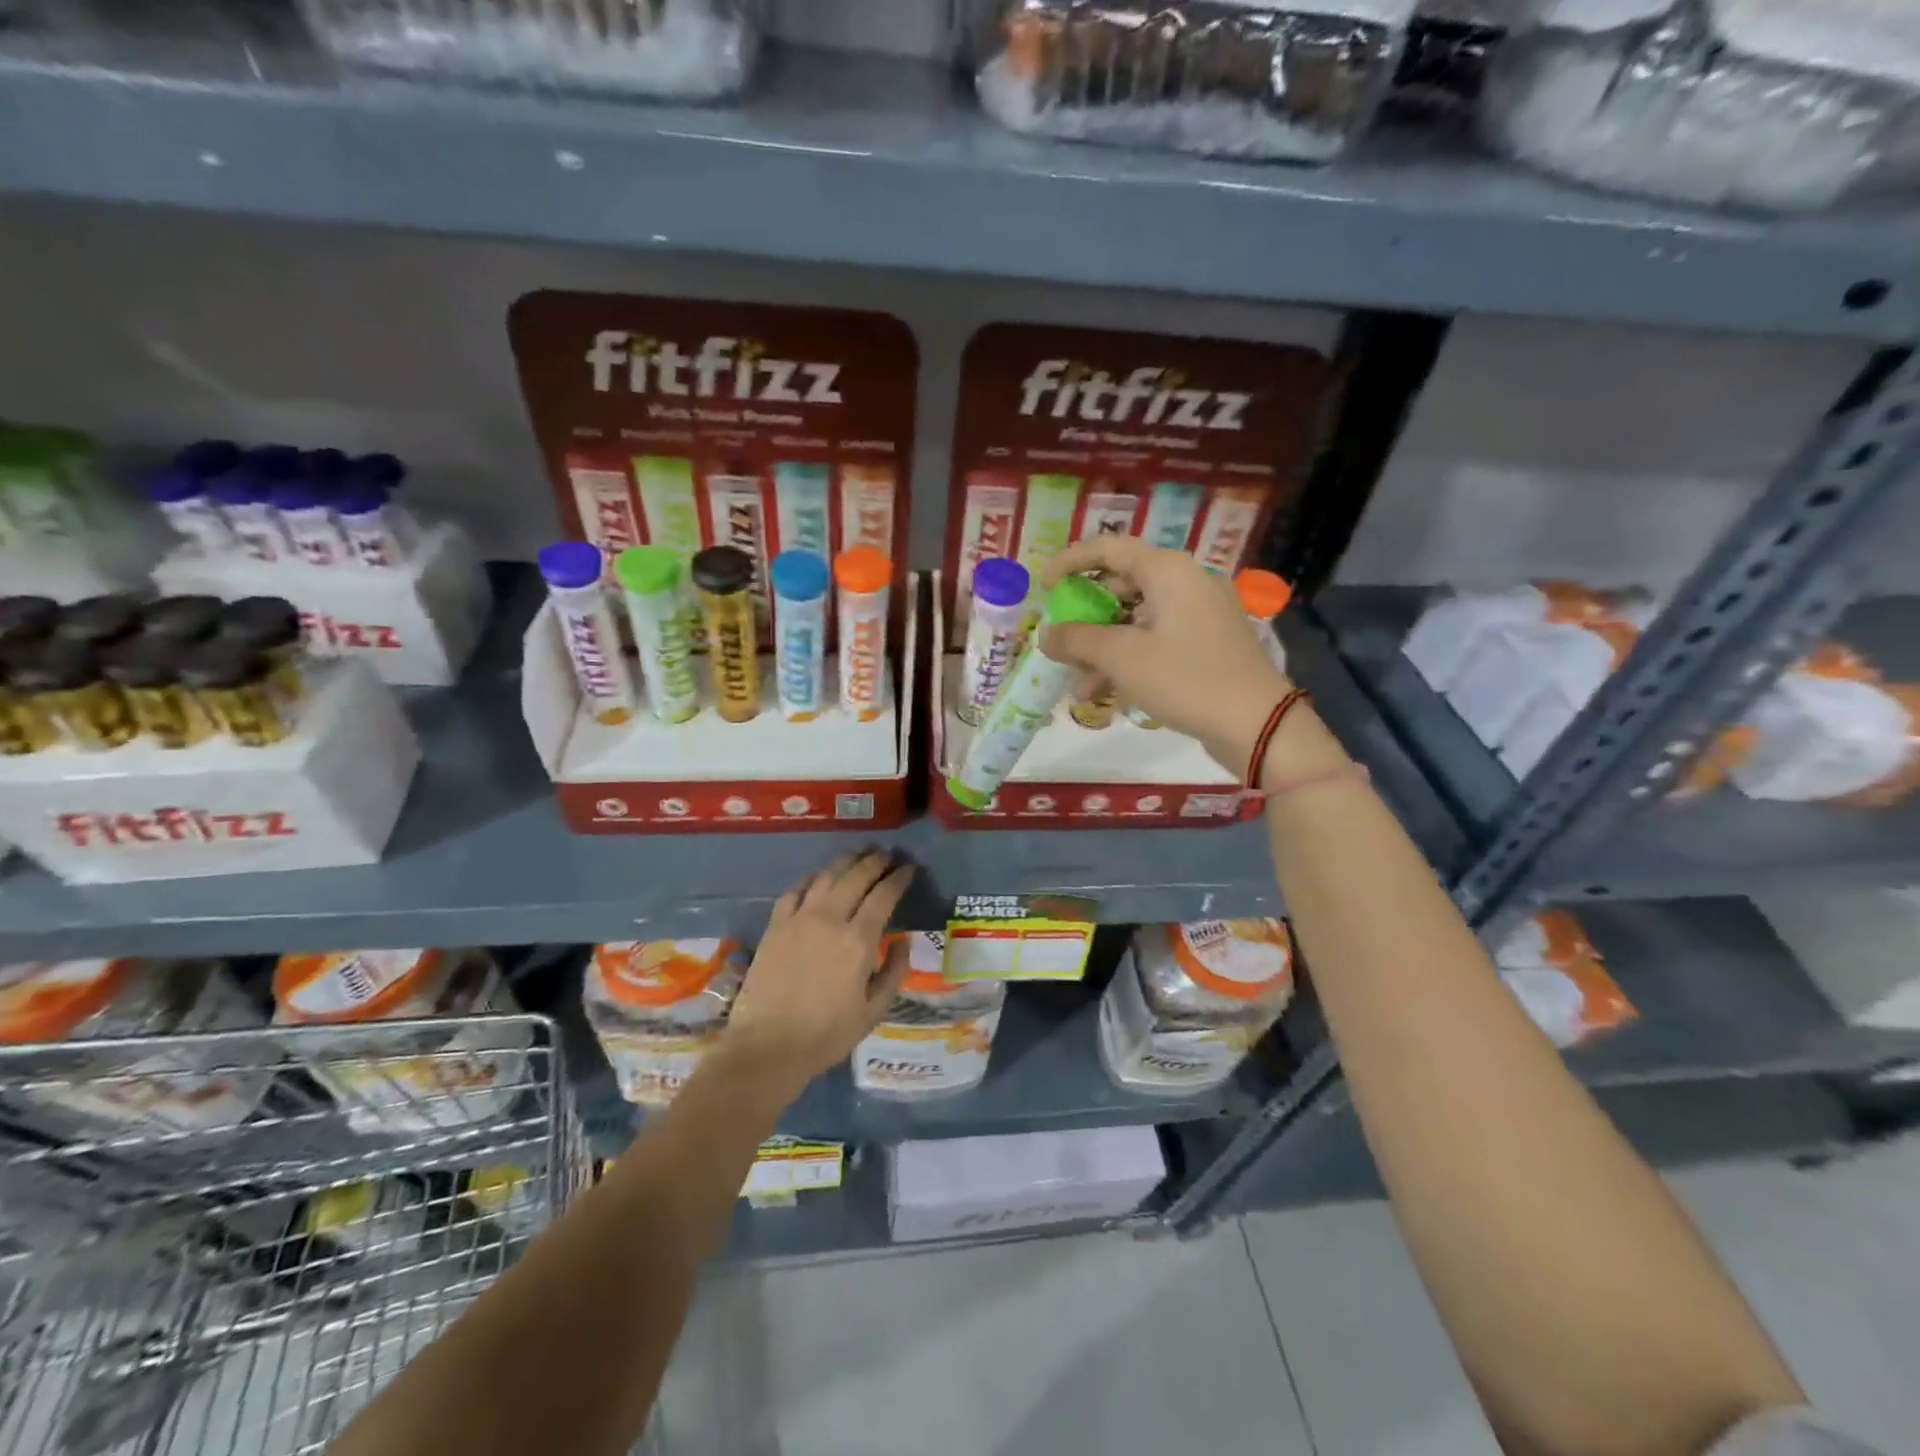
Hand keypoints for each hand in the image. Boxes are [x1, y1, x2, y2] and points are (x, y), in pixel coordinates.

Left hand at [721, 849, 912, 1095]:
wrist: (767, 1047)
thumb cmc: (826, 1034)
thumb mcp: (873, 1012)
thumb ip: (894, 972)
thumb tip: (902, 941)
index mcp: (858, 941)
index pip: (884, 895)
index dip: (899, 877)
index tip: (909, 867)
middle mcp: (830, 919)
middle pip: (856, 876)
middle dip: (876, 861)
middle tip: (888, 854)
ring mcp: (799, 919)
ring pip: (826, 876)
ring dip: (846, 861)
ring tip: (859, 855)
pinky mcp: (775, 926)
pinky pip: (795, 891)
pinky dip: (811, 879)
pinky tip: (818, 877)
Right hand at [1039, 537, 1291, 773]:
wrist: (1257, 724)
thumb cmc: (1186, 679)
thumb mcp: (1122, 658)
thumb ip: (1077, 640)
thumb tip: (1046, 634)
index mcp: (1169, 571)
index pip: (1109, 549)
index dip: (1071, 562)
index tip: (1043, 587)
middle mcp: (1187, 582)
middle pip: (1123, 586)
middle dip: (1086, 617)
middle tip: (1061, 639)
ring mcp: (1201, 614)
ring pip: (1138, 619)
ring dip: (1104, 648)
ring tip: (1079, 685)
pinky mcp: (1208, 643)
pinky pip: (1157, 640)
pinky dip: (1130, 659)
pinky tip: (1108, 694)